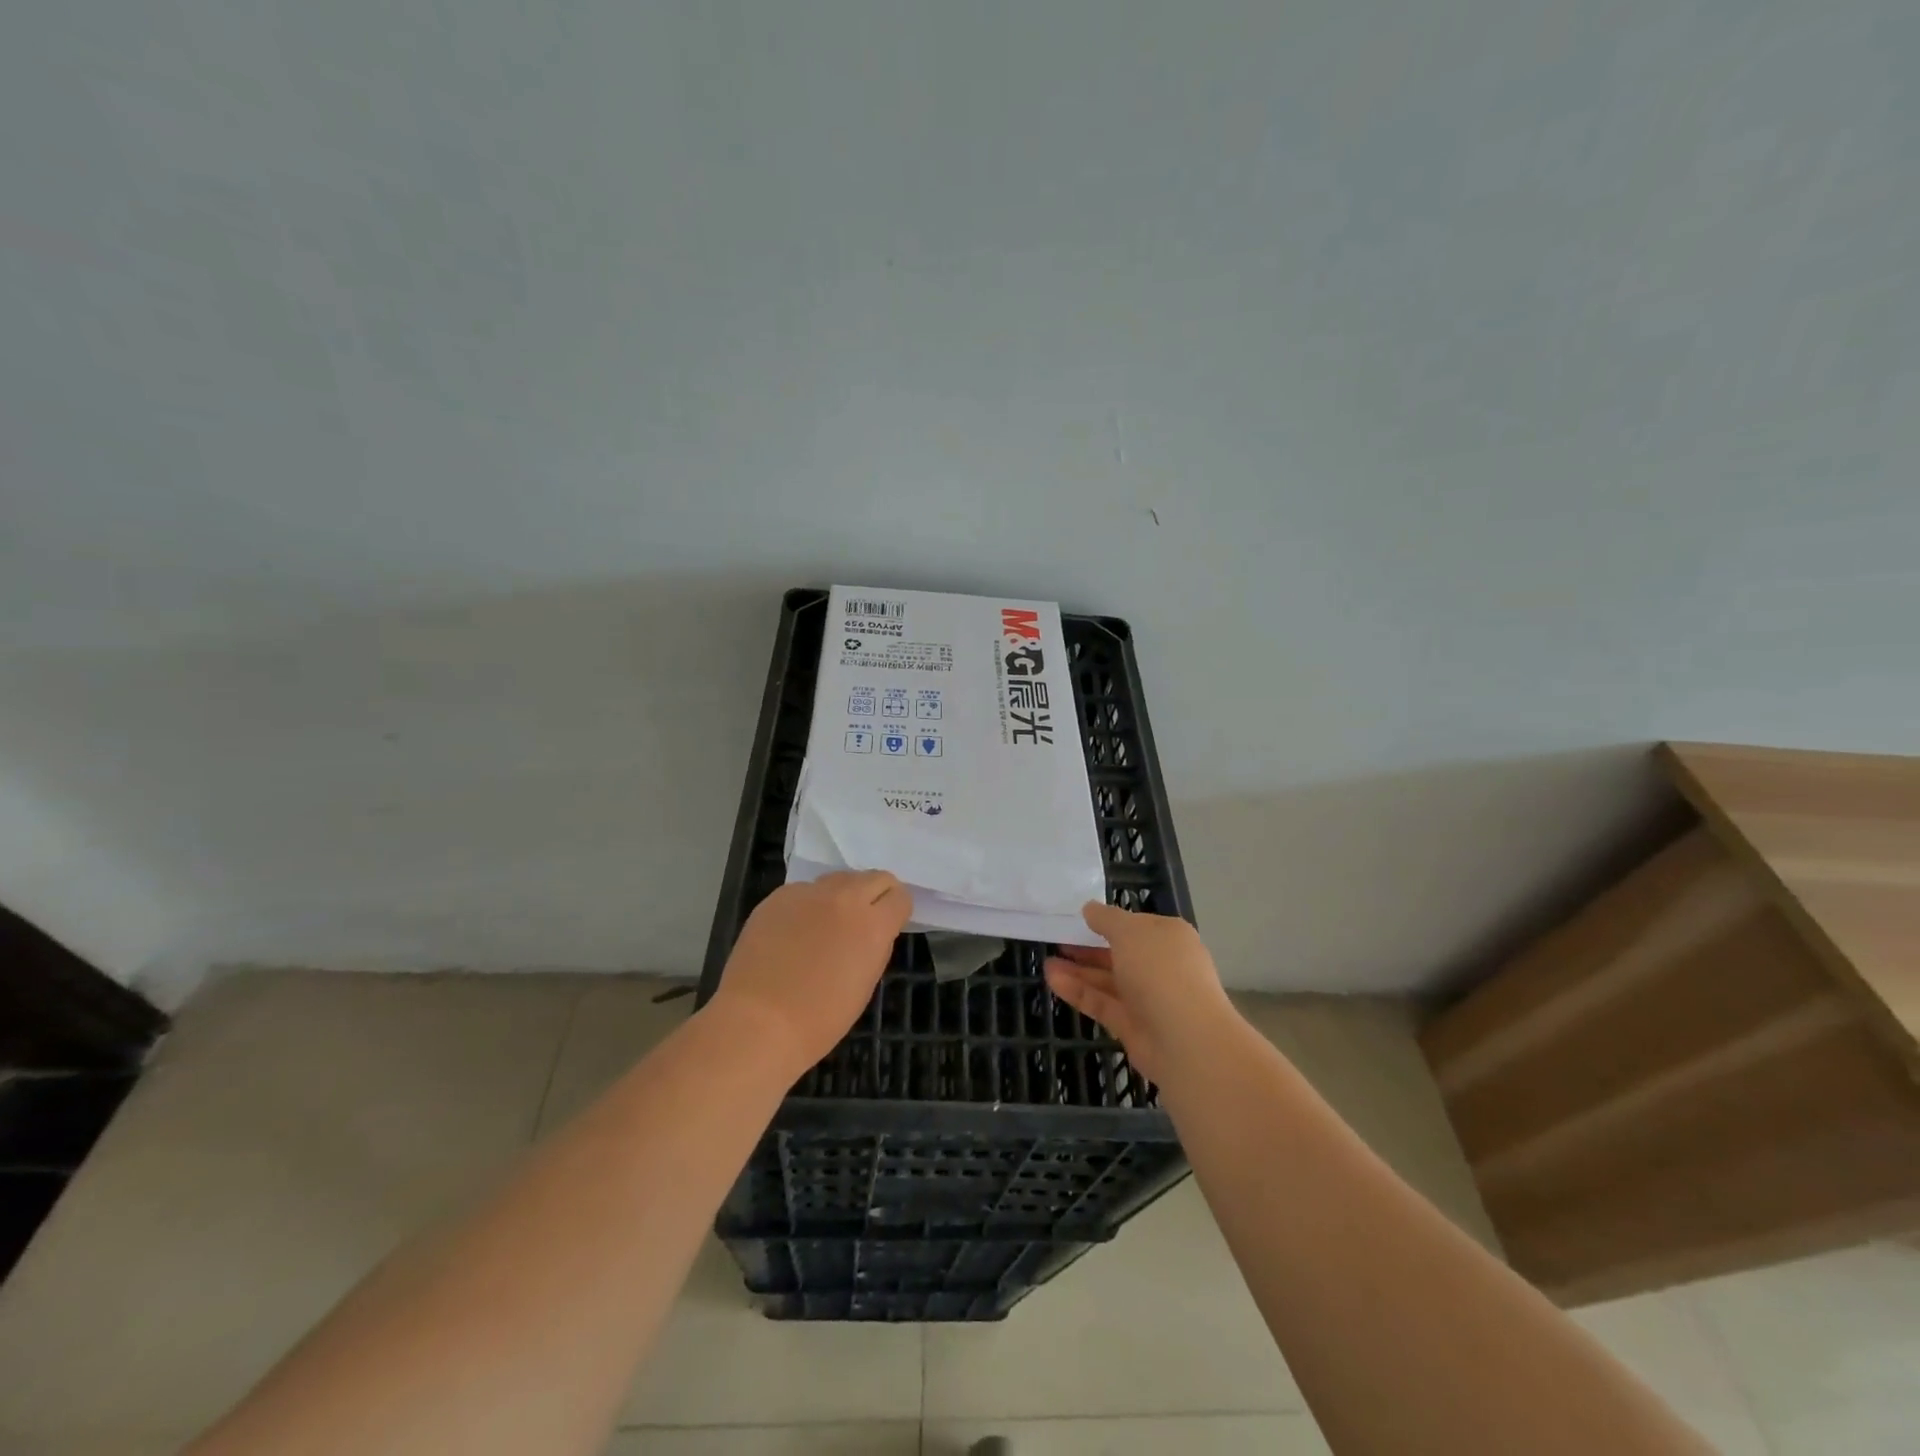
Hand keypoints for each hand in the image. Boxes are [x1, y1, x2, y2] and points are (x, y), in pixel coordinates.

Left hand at [709, 871, 912, 1075]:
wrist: (758, 1022)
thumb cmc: (820, 1018)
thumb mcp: (865, 983)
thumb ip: (874, 945)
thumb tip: (870, 930)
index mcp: (873, 924)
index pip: (900, 896)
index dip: (897, 911)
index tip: (889, 926)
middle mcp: (845, 898)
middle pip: (875, 877)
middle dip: (875, 895)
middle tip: (863, 920)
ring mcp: (809, 893)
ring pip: (839, 878)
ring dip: (842, 895)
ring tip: (827, 924)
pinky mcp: (778, 896)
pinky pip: (804, 891)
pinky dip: (808, 905)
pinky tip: (793, 932)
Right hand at [1045, 902, 1235, 1084]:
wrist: (1186, 1039)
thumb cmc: (1161, 970)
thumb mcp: (1129, 931)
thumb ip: (1106, 919)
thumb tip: (1090, 909)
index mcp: (1169, 937)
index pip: (1137, 925)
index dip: (1109, 921)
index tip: (1079, 919)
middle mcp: (1161, 966)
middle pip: (1120, 953)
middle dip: (1089, 948)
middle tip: (1058, 941)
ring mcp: (1148, 998)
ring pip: (1108, 980)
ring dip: (1079, 970)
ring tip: (1047, 962)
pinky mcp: (1132, 1026)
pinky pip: (1102, 1003)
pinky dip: (1079, 991)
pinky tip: (1052, 980)